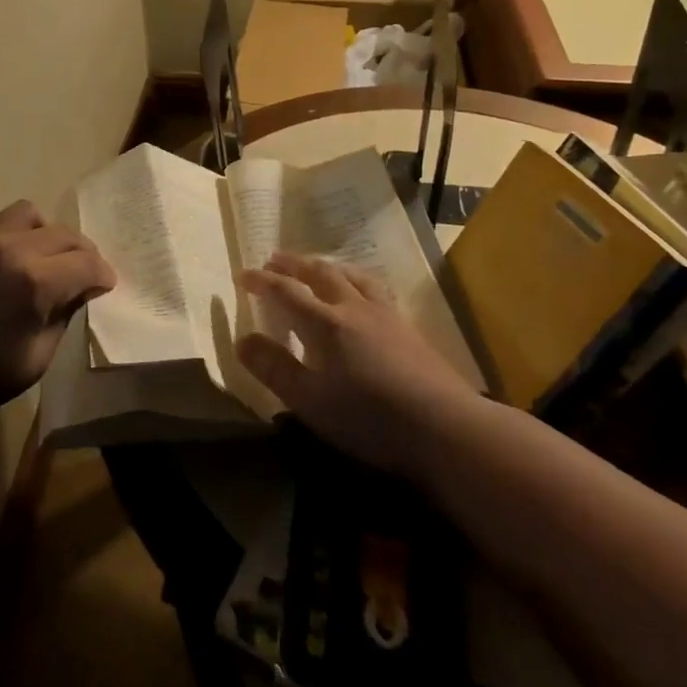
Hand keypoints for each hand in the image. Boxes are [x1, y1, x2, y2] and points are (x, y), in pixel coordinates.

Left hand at [0, 201, 115, 419]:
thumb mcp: (36, 358)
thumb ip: (62, 317)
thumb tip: (77, 293)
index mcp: (37, 281)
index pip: (87, 263)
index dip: (102, 275)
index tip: (105, 285)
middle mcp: (13, 249)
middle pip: (64, 233)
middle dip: (82, 252)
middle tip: (84, 271)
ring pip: (28, 213)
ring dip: (45, 232)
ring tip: (45, 254)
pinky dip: (10, 233)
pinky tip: (7, 256)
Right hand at [237, 251, 481, 474]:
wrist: (445, 426)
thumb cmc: (369, 417)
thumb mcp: (310, 401)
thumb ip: (274, 368)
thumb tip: (242, 340)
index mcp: (324, 323)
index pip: (285, 291)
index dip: (261, 281)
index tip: (242, 275)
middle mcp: (352, 307)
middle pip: (319, 273)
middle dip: (293, 264)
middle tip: (274, 259)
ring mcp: (384, 313)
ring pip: (350, 275)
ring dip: (326, 265)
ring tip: (315, 265)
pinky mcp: (407, 326)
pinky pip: (373, 287)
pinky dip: (354, 278)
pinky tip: (361, 291)